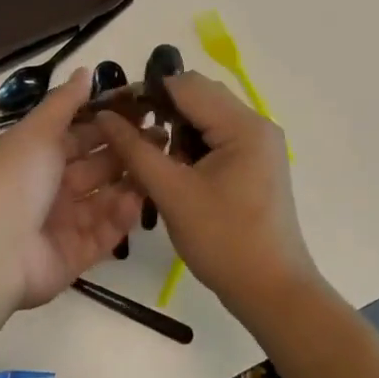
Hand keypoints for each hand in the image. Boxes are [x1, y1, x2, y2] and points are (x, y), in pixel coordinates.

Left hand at [0, 69, 143, 309]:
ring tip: (161, 163)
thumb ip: (64, 103)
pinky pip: (103, 232)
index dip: (107, 121)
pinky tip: (140, 199)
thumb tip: (85, 70)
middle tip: (162, 134)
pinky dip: (120, 216)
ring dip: (129, 182)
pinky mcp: (74, 255)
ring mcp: (61, 223)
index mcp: (34, 155)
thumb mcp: (37, 131)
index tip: (142, 107)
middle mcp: (48, 187)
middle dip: (125, 150)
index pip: (77, 134)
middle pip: (94, 166)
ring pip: (103, 198)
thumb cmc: (13, 179)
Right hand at [97, 72, 315, 317]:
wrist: (273, 292)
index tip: (114, 111)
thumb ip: (136, 150)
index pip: (186, 85)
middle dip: (161, 109)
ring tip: (150, 156)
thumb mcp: (172, 193)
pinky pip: (217, 136)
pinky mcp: (256, 162)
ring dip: (176, 127)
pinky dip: (192, 144)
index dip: (147, 92)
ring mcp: (259, 144)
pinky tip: (174, 168)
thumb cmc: (224, 241)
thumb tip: (105, 116)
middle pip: (199, 95)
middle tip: (128, 134)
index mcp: (242, 125)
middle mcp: (256, 124)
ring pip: (207, 115)